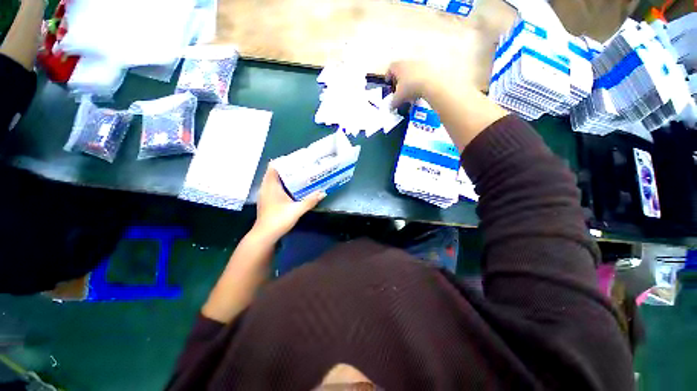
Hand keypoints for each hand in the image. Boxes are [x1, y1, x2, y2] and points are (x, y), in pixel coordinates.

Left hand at [252, 166, 324, 240]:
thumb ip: (310, 200)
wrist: (265, 236)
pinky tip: (292, 189)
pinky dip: (282, 185)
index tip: (296, 159)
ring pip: (273, 180)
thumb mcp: (297, 210)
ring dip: (284, 177)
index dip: (283, 161)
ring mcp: (265, 194)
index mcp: (271, 186)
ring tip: (298, 175)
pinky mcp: (266, 201)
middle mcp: (265, 187)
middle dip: (287, 169)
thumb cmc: (279, 220)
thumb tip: (323, 192)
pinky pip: (273, 187)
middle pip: (274, 172)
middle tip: (301, 167)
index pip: (273, 166)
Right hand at [387, 61, 439, 108]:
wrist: (431, 83)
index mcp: (398, 66)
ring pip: (412, 71)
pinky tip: (419, 90)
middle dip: (399, 78)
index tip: (388, 83)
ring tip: (410, 91)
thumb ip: (393, 102)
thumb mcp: (398, 98)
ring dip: (409, 80)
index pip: (390, 68)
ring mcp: (420, 63)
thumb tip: (391, 107)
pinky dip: (419, 81)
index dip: (388, 76)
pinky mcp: (430, 67)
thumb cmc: (409, 88)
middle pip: (401, 68)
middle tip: (398, 88)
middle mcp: (408, 61)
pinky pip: (421, 74)